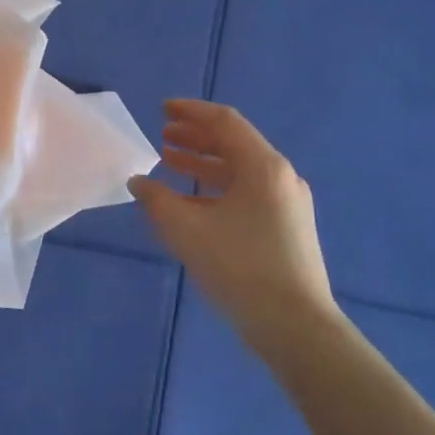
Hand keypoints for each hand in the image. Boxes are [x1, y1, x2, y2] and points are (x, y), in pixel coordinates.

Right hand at [130, 100, 339, 355]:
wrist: (295, 325)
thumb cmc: (239, 267)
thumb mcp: (187, 230)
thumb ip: (157, 200)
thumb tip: (139, 182)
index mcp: (263, 167)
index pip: (225, 123)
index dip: (191, 112)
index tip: (162, 109)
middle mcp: (280, 178)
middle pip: (234, 144)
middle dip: (196, 138)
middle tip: (163, 136)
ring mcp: (288, 204)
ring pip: (240, 172)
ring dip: (204, 165)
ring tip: (170, 164)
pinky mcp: (287, 228)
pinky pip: (247, 194)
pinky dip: (217, 190)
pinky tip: (193, 204)